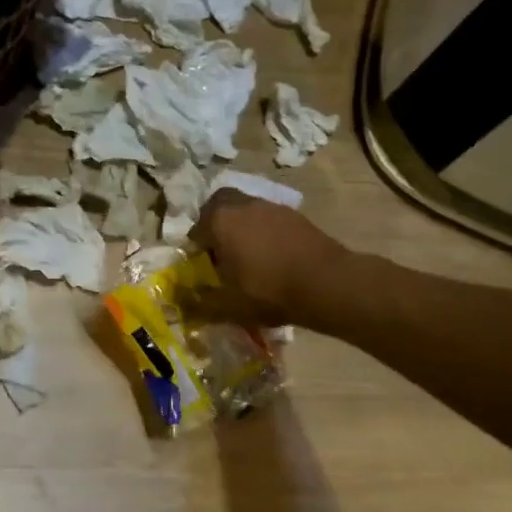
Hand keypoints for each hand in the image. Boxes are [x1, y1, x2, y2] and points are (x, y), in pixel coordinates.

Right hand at [190, 190, 339, 326]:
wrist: (328, 284)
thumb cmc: (270, 291)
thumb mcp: (229, 306)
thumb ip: (201, 303)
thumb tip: (183, 302)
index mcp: (220, 221)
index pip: (196, 229)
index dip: (196, 248)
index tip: (202, 266)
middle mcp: (243, 205)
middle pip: (220, 205)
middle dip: (215, 222)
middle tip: (220, 249)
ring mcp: (272, 207)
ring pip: (246, 209)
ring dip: (242, 226)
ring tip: (249, 255)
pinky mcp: (295, 215)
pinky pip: (269, 218)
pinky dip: (265, 231)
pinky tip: (274, 256)